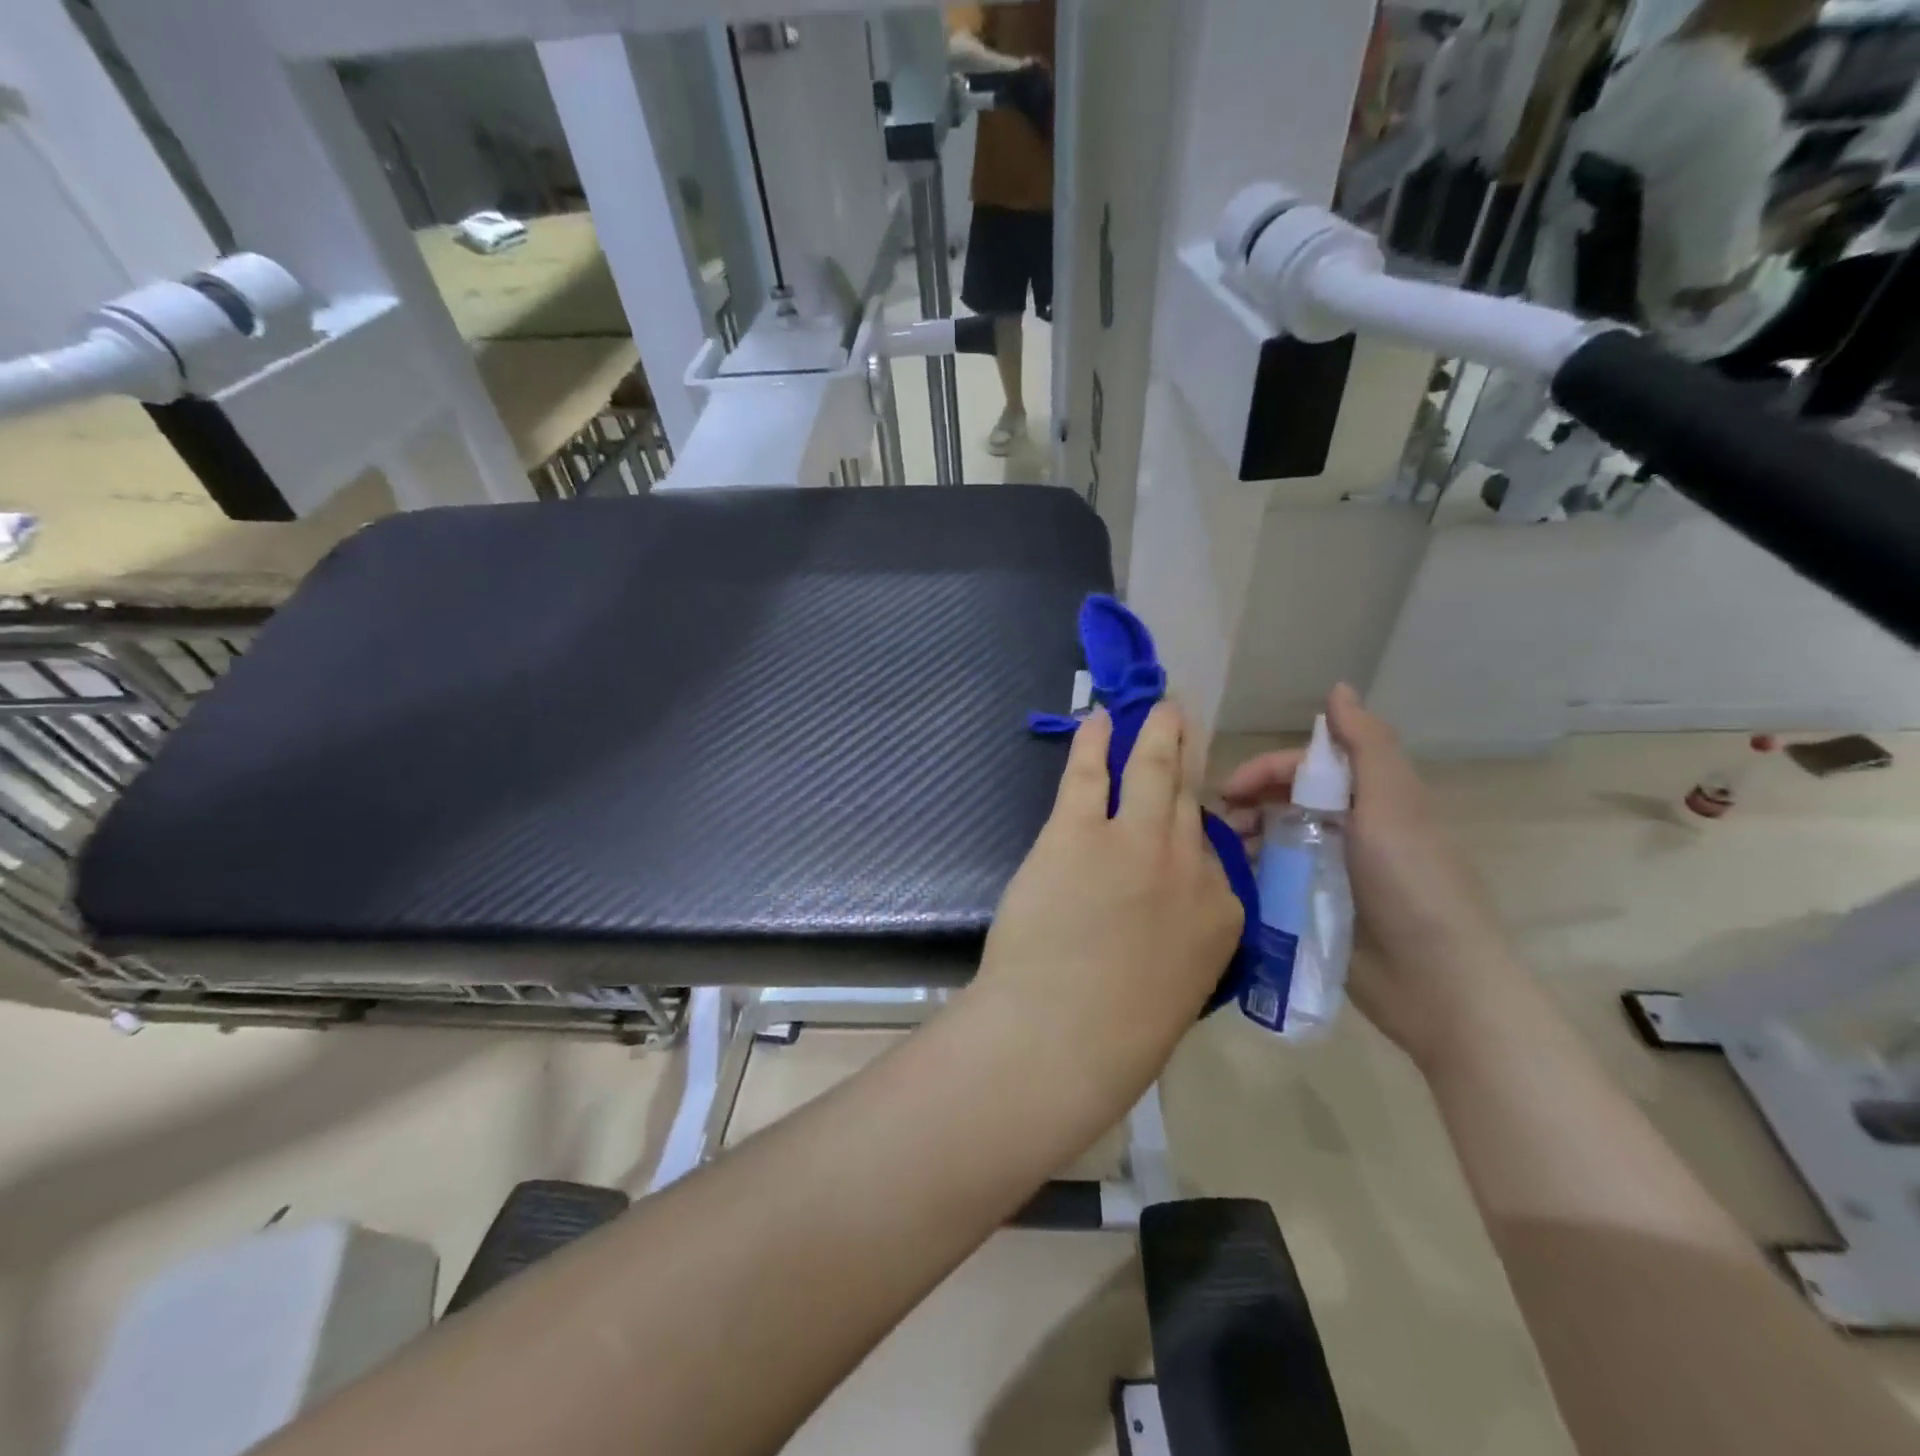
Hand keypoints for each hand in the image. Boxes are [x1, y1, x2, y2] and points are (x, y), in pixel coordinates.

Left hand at [972, 703, 1241, 1090]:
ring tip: (1156, 708)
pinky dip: (1095, 741)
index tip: (1184, 806)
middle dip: (1187, 757)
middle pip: (1191, 800)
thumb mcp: (1177, 988)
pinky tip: (1098, 719)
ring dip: (1156, 733)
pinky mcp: (1080, 832)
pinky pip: (1092, 773)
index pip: (1214, 854)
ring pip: (1152, 770)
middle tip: (1182, 724)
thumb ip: (1181, 940)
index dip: (1195, 825)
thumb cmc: (1117, 1037)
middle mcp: (1190, 867)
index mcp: (1222, 914)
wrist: (1063, 1038)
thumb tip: (1161, 914)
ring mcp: (1136, 842)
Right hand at [1219, 685, 1518, 1070]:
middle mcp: (1348, 829)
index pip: (1303, 769)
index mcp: (1368, 799)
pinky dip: (1254, 875)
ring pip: (1276, 840)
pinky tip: (1231, 884)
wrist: (1437, 983)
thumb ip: (1366, 746)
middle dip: (1247, 805)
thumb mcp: (1393, 806)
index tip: (1227, 790)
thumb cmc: (1413, 884)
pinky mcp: (1319, 910)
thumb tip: (1338, 687)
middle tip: (1216, 827)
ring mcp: (1332, 872)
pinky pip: (1277, 880)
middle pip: (1285, 801)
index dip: (1265, 771)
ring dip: (1246, 840)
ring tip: (1220, 858)